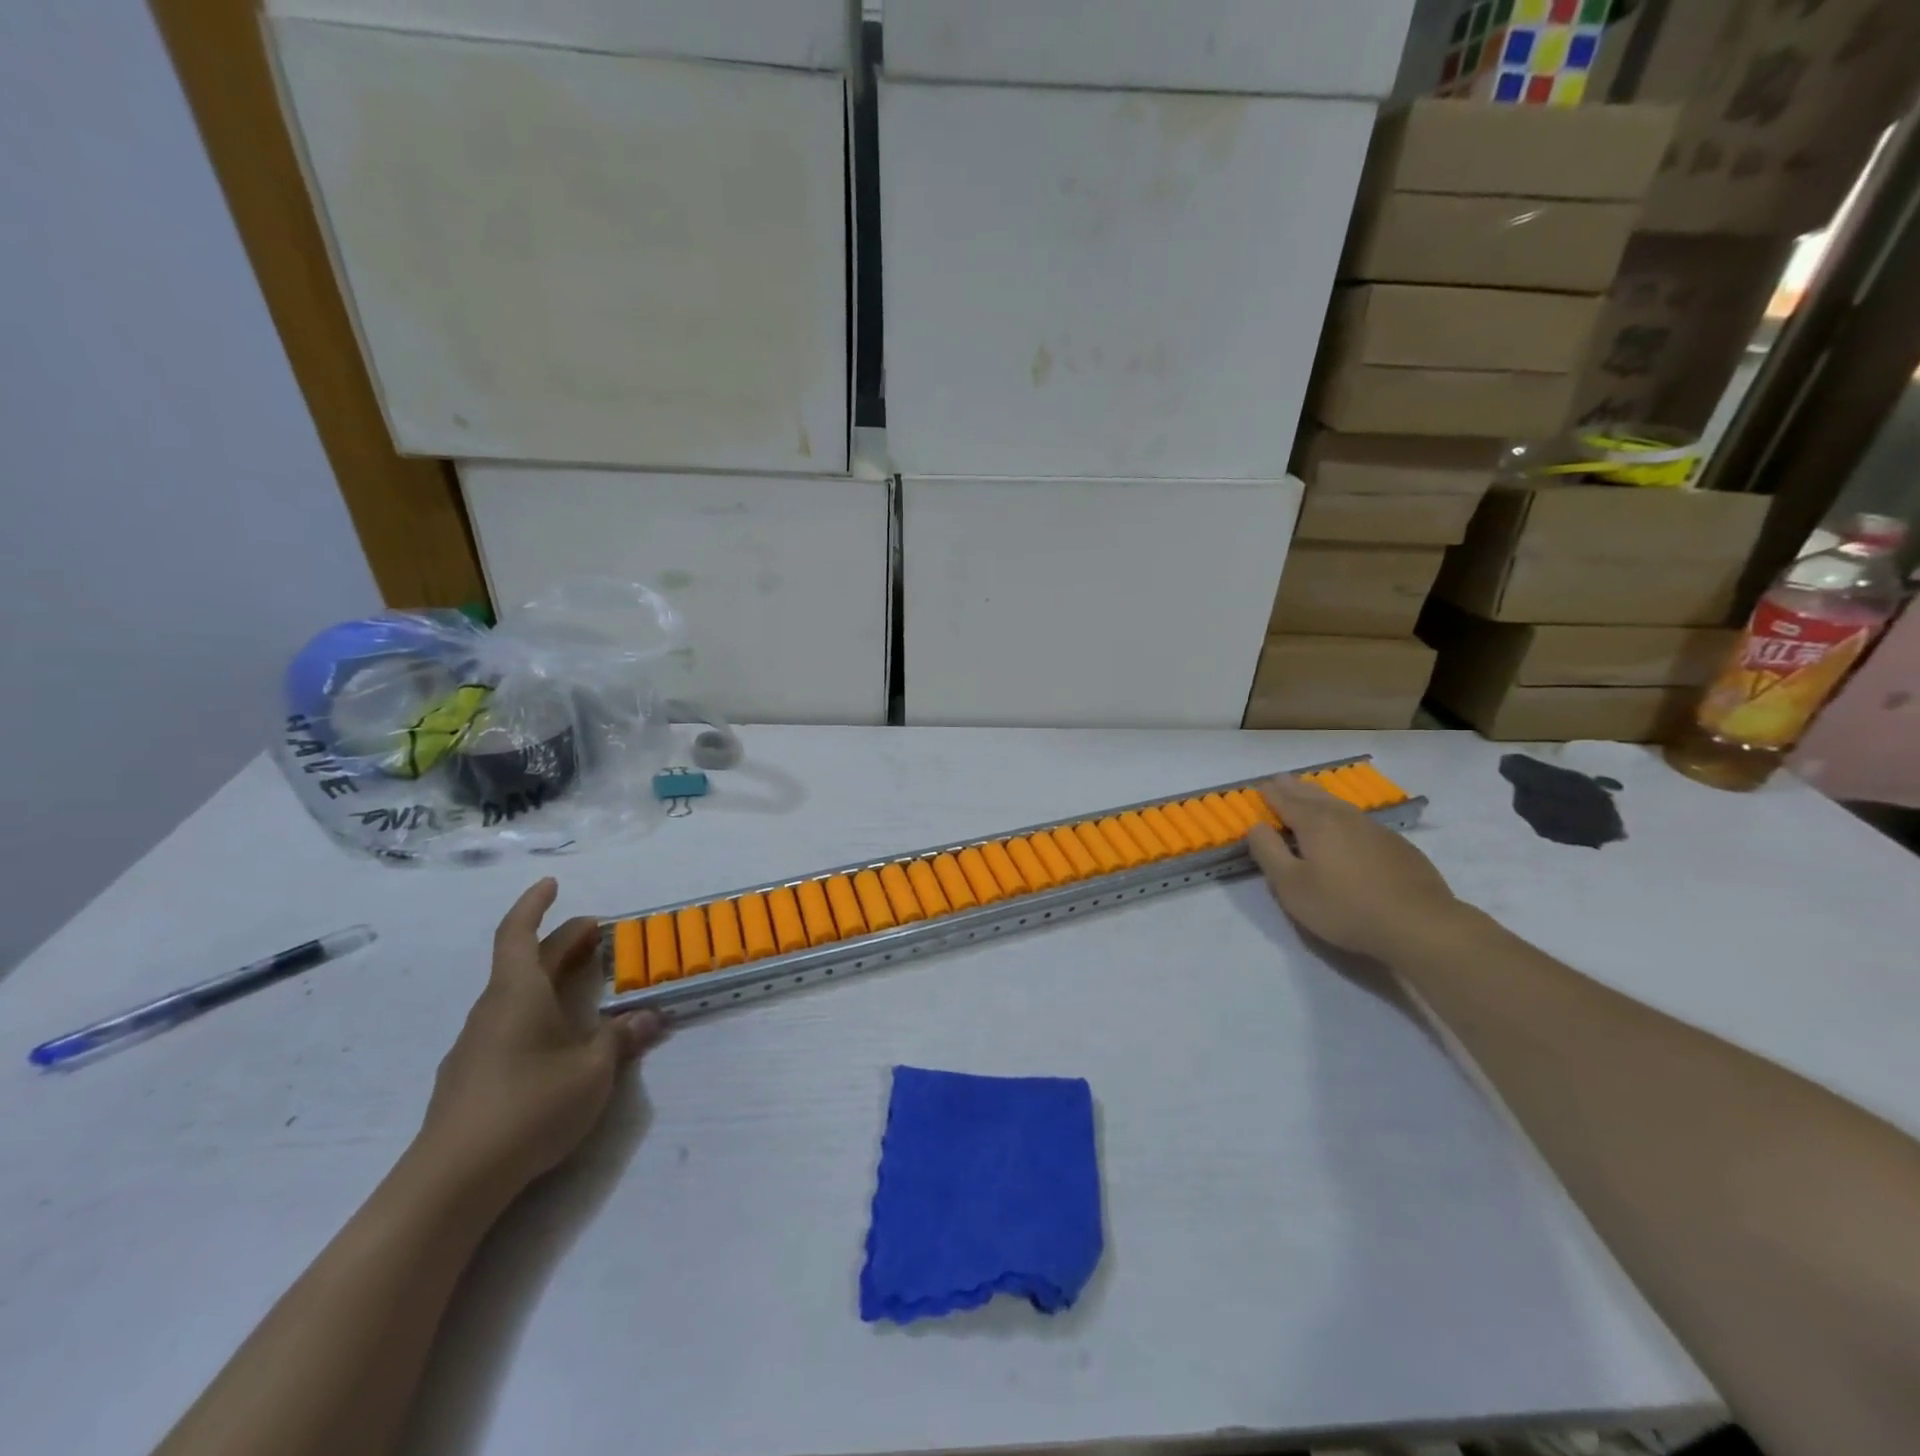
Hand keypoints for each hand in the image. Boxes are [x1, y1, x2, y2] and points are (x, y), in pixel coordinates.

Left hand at [414, 879, 662, 1206]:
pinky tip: (555, 1038)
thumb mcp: (593, 1070)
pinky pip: (508, 1023)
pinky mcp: (471, 1076)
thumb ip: (622, 1038)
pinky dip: (536, 1010)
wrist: (452, 1181)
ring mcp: (476, 1044)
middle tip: (598, 934)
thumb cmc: (529, 1106)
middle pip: (525, 961)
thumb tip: (649, 1017)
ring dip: (548, 977)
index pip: (519, 933)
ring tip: (582, 983)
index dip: (535, 904)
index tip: (552, 884)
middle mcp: (493, 1009)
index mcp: (518, 993)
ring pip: (515, 994)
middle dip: (561, 942)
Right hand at [1247, 774, 1464, 965]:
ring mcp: (1374, 829)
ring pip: (1339, 804)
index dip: (1270, 794)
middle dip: (1294, 788)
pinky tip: (1347, 822)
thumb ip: (1269, 853)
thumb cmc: (1344, 907)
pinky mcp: (1397, 845)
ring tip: (1309, 792)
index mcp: (1315, 824)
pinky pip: (1359, 819)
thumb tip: (1256, 826)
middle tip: (1280, 779)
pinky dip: (1343, 813)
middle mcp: (1344, 818)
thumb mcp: (1291, 886)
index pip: (1285, 801)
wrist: (1420, 924)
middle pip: (1313, 796)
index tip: (1259, 786)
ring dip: (1319, 796)